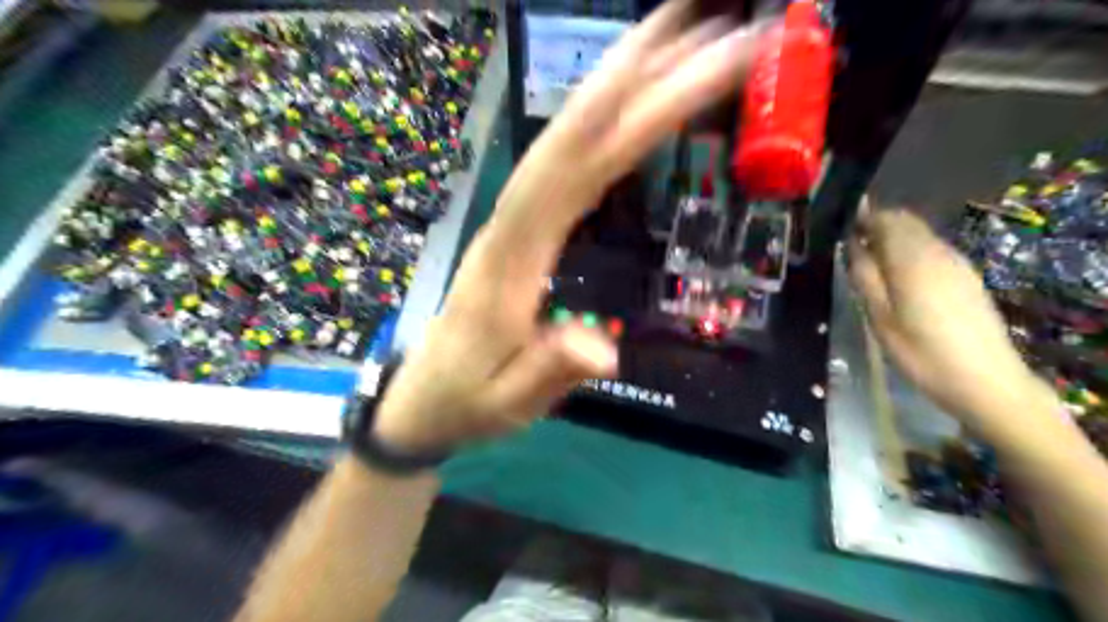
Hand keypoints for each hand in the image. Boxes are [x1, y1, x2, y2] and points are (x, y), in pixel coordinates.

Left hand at [371, 1, 762, 454]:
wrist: (421, 402)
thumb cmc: (466, 403)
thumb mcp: (507, 404)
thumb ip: (548, 373)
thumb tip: (601, 346)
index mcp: (511, 262)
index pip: (576, 171)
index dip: (634, 114)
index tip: (695, 64)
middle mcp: (510, 226)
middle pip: (573, 137)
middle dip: (637, 75)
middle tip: (707, 25)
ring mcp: (512, 225)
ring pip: (566, 142)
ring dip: (618, 87)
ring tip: (676, 43)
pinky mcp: (520, 233)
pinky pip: (563, 169)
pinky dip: (600, 130)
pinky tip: (628, 114)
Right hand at [850, 206, 1054, 429]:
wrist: (985, 380)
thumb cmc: (920, 351)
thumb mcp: (879, 317)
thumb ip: (864, 276)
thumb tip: (852, 245)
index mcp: (911, 259)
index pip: (886, 219)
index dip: (862, 217)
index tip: (840, 227)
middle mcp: (937, 251)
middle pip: (905, 222)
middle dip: (878, 225)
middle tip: (851, 246)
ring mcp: (956, 263)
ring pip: (920, 235)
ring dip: (894, 238)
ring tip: (871, 262)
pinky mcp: (967, 277)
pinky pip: (933, 250)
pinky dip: (911, 251)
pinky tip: (900, 276)